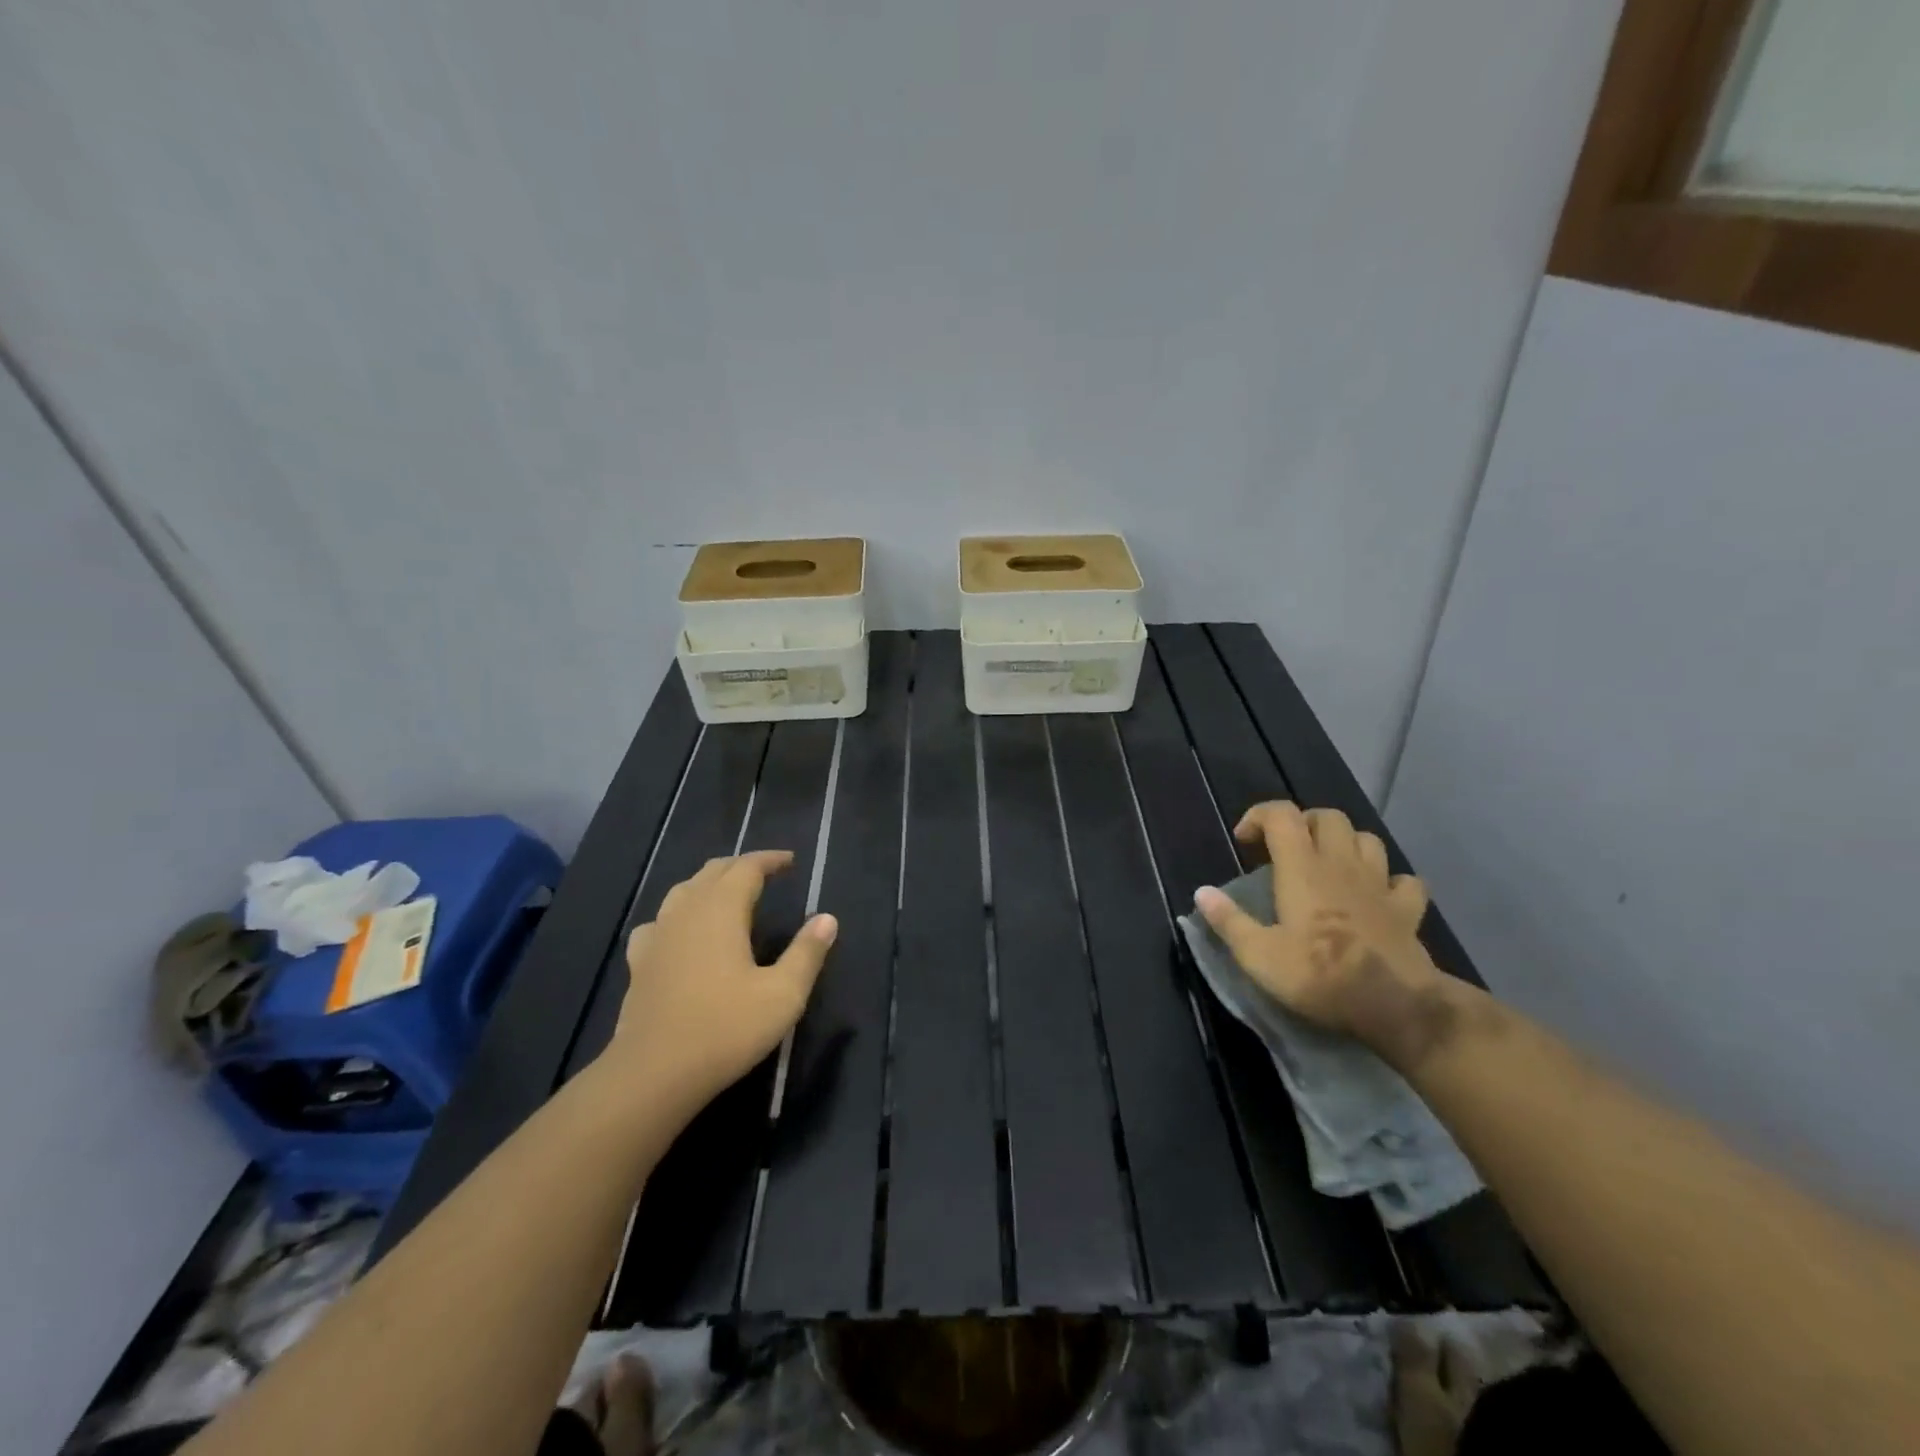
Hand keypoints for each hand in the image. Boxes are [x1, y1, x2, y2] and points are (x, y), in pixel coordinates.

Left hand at [609, 851, 835, 1115]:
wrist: (653, 1074)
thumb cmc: (725, 1029)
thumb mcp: (783, 994)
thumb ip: (807, 953)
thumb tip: (827, 919)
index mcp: (722, 910)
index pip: (747, 868)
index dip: (769, 860)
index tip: (790, 861)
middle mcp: (686, 912)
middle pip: (713, 872)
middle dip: (741, 867)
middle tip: (766, 873)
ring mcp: (657, 936)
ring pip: (683, 891)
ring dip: (709, 884)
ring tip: (728, 894)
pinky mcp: (639, 963)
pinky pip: (659, 923)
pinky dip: (677, 916)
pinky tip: (680, 933)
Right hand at [1194, 802, 1450, 1068]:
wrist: (1395, 1007)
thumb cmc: (1319, 976)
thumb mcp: (1258, 955)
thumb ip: (1229, 921)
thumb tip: (1202, 893)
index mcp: (1302, 868)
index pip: (1281, 815)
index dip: (1259, 816)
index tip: (1244, 842)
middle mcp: (1341, 865)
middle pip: (1328, 817)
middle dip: (1304, 823)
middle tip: (1285, 850)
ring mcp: (1380, 885)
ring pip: (1368, 840)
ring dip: (1346, 844)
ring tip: (1328, 865)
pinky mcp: (1407, 911)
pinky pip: (1405, 881)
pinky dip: (1390, 881)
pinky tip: (1377, 896)